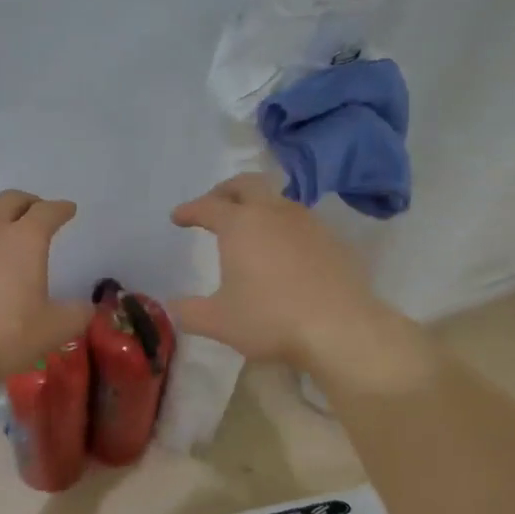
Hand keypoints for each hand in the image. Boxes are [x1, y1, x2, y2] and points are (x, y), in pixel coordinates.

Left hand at [0, 189, 93, 392]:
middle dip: (27, 202)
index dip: (60, 209)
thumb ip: (76, 315)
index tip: (68, 210)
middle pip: (9, 200)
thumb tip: (86, 307)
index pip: (47, 212)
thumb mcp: (52, 332)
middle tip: (35, 212)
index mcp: (23, 240)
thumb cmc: (0, 337)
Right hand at [168, 173, 434, 386]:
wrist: (341, 329)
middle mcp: (273, 213)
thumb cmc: (270, 319)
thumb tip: (173, 306)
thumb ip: (189, 311)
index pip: (208, 206)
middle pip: (247, 184)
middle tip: (214, 205)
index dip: (189, 210)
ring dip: (259, 206)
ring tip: (250, 227)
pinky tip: (284, 251)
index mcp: (240, 224)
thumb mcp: (218, 321)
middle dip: (225, 191)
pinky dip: (284, 227)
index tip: (178, 217)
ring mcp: (308, 223)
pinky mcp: (333, 240)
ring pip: (278, 200)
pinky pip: (301, 222)